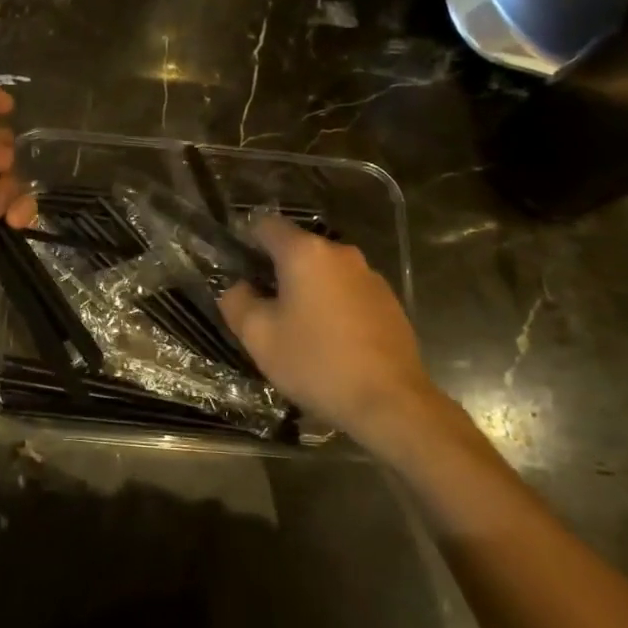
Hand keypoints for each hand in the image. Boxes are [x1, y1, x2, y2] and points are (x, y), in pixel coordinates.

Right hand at [218, 216, 440, 447]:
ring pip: (324, 273)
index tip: (238, 270)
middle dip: (277, 272)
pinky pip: (348, 292)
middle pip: (297, 249)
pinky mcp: (389, 302)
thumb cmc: (316, 363)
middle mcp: (341, 254)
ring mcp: (370, 277)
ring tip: (297, 330)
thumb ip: (237, 301)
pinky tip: (330, 342)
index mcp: (305, 253)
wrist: (390, 402)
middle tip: (263, 309)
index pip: (266, 225)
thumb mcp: (258, 336)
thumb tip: (239, 288)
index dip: (246, 241)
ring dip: (307, 290)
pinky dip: (333, 306)